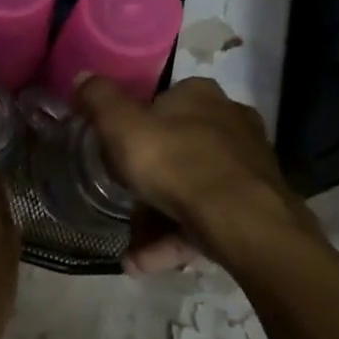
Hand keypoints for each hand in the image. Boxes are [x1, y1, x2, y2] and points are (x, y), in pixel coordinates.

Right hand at [75, 75, 321, 274]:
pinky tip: (145, 263)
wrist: (242, 220)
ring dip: (158, 218)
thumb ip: (99, 99)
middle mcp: (229, 121)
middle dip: (148, 178)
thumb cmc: (174, 161)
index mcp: (200, 95)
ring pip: (192, 189)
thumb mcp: (121, 125)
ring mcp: (246, 165)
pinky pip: (206, 220)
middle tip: (122, 199)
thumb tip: (83, 76)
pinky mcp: (255, 204)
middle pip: (178, 147)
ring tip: (129, 251)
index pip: (162, 101)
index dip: (136, 124)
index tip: (116, 150)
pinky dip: (176, 239)